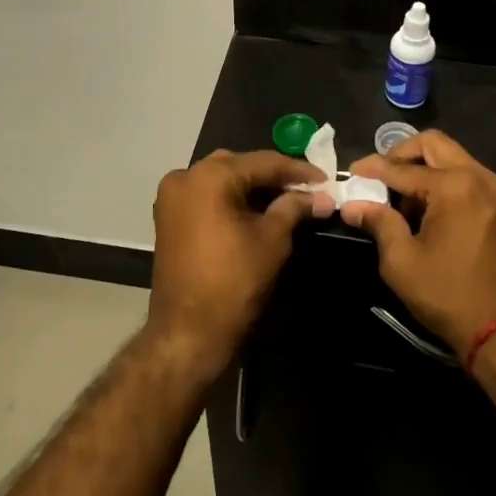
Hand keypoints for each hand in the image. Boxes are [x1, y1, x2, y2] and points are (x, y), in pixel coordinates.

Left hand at [149, 150, 333, 374]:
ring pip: (221, 180)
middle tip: (307, 189)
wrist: (187, 333)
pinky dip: (231, 200)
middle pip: (239, 166)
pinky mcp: (168, 218)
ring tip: (286, 199)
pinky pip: (206, 197)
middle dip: (274, 177)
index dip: (298, 170)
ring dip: (252, 188)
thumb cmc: (234, 282)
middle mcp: (185, 176)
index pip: (263, 162)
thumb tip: (322, 197)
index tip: (326, 179)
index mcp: (209, 176)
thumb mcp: (272, 239)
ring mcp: (172, 198)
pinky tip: (257, 211)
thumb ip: (294, 208)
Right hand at [340, 130, 495, 356]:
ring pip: (452, 157)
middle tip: (380, 176)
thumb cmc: (450, 296)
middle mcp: (479, 177)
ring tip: (402, 200)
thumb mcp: (402, 262)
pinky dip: (443, 181)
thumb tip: (352, 204)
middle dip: (401, 154)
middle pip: (433, 144)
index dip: (373, 168)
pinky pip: (467, 176)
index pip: (403, 168)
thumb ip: (378, 223)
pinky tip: (427, 210)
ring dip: (424, 168)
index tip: (352, 172)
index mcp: (454, 187)